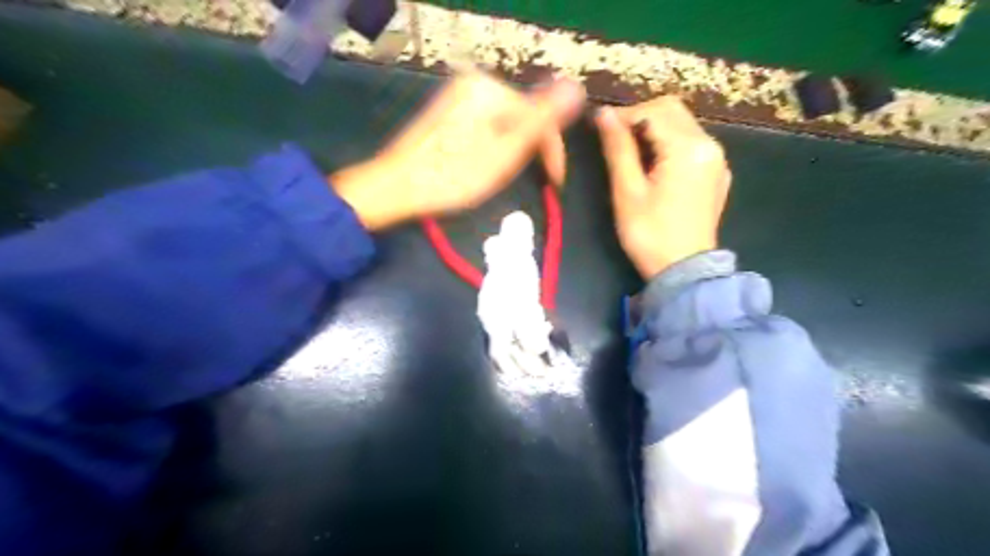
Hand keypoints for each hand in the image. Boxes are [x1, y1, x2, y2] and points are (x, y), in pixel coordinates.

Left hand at [327, 71, 580, 228]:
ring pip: (506, 123)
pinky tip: (487, 165)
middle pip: (522, 116)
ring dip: (515, 150)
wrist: (398, 185)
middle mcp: (475, 84)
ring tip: (507, 177)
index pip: (539, 114)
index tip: (556, 183)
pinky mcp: (449, 111)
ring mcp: (459, 96)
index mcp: (490, 90)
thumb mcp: (504, 152)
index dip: (553, 150)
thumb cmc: (454, 175)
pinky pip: (487, 125)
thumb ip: (541, 120)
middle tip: (533, 182)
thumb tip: (577, 88)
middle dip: (532, 149)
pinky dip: (496, 145)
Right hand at [591, 95, 728, 279]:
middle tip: (614, 138)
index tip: (599, 128)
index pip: (653, 111)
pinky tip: (654, 164)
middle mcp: (710, 145)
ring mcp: (717, 160)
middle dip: (640, 117)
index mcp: (688, 148)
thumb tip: (603, 114)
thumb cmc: (650, 234)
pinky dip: (670, 142)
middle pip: (672, 111)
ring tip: (630, 151)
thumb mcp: (627, 192)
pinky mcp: (717, 174)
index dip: (623, 115)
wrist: (684, 272)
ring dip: (654, 129)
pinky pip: (693, 143)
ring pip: (683, 124)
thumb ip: (617, 149)